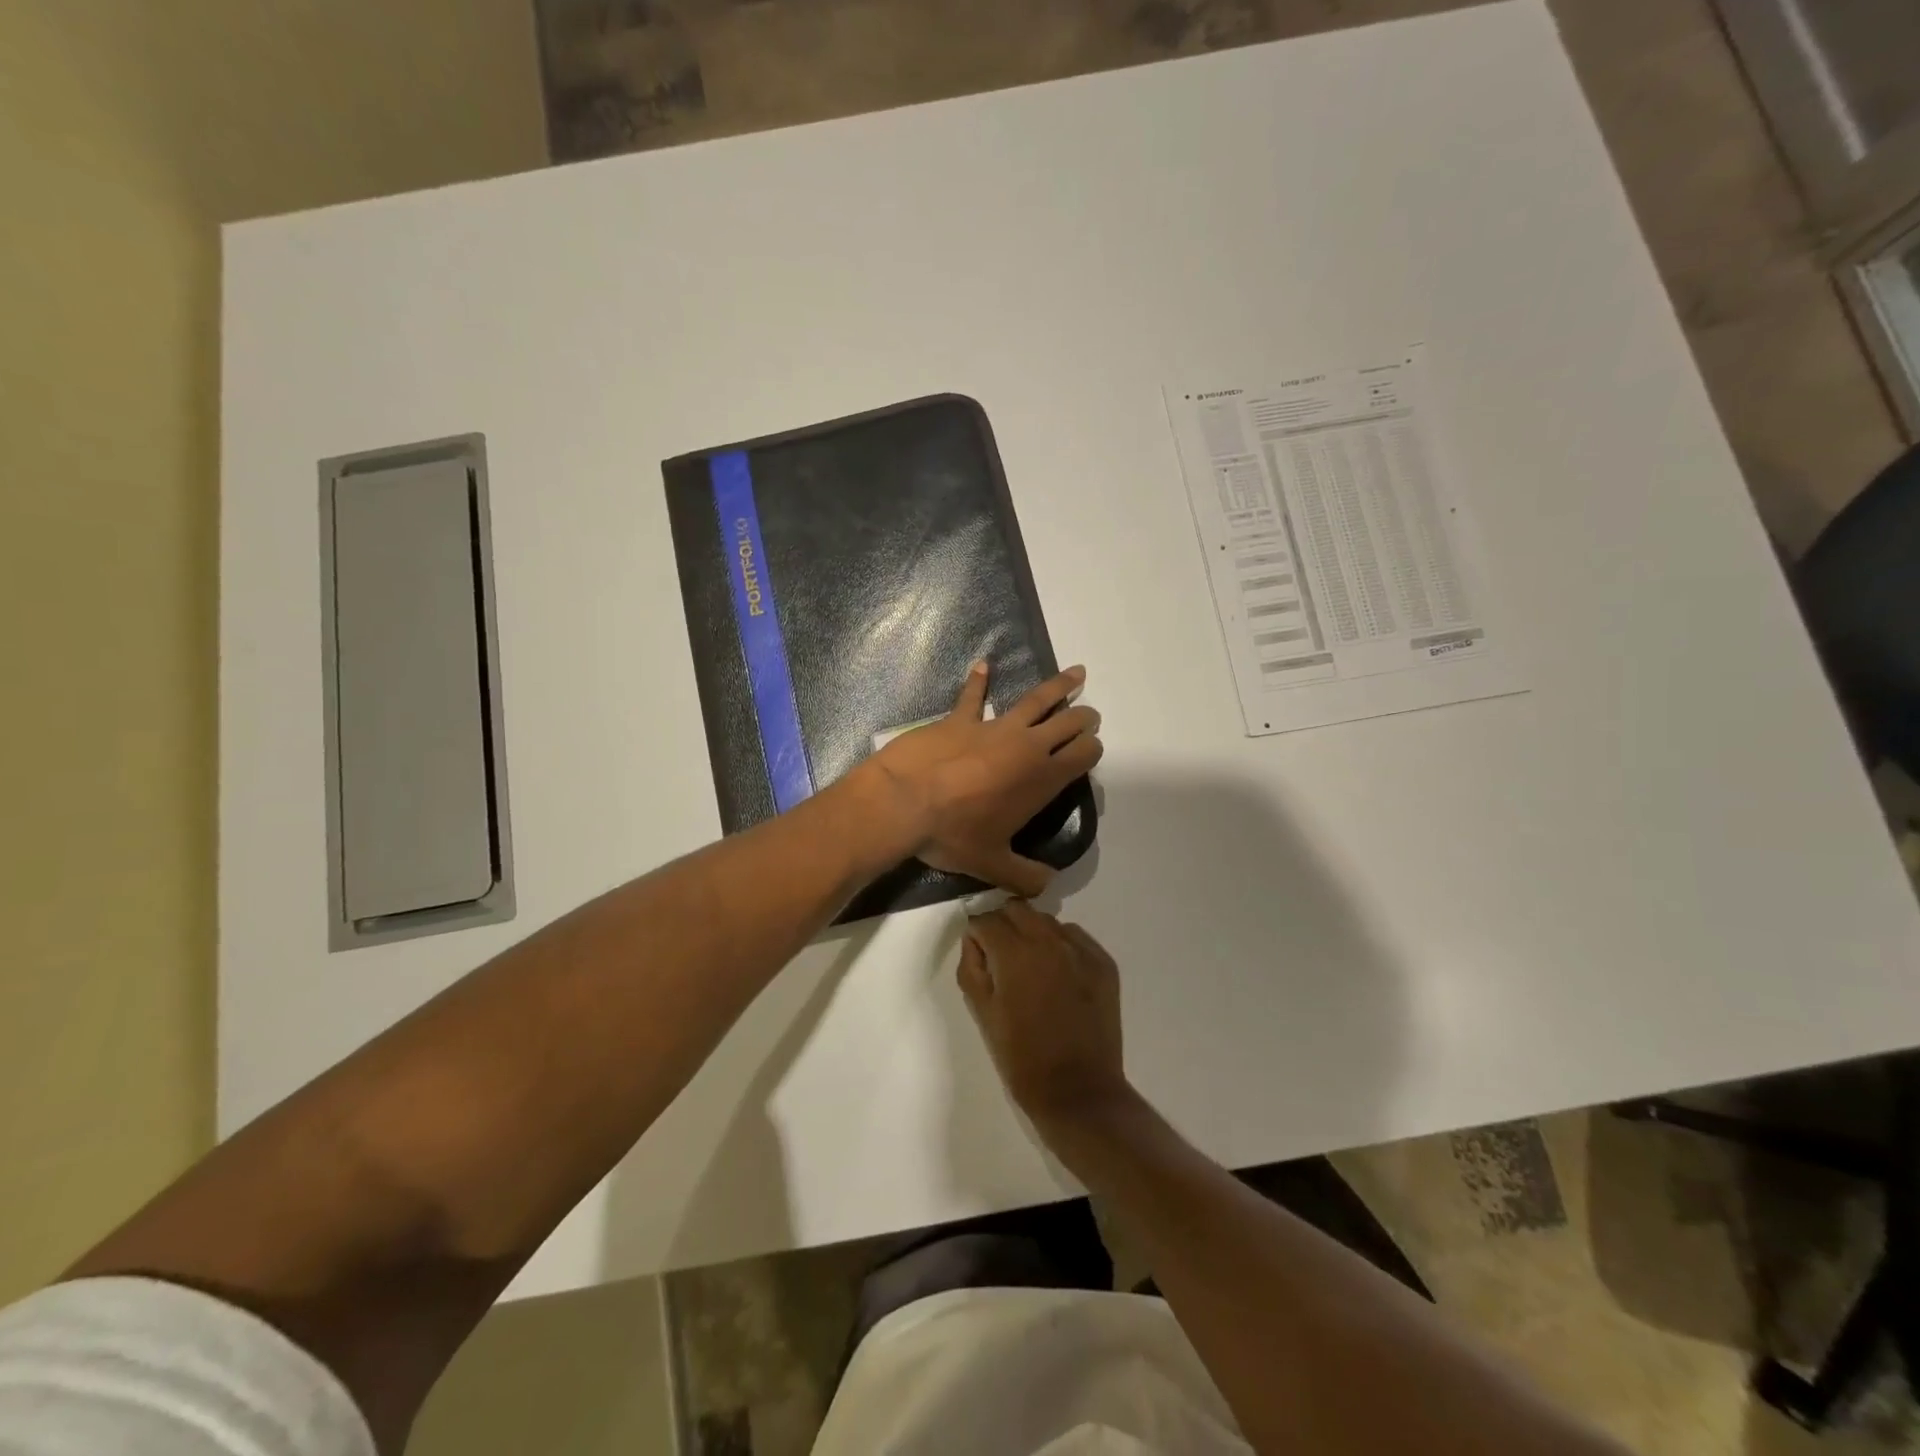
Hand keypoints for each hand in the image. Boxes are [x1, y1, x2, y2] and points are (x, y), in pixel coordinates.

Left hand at [862, 662, 1102, 895]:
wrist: (905, 802)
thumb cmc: (953, 834)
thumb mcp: (992, 865)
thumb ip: (1024, 876)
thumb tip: (1046, 886)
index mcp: (1041, 779)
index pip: (1082, 755)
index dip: (1092, 750)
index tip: (1092, 750)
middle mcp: (1026, 746)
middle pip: (1067, 723)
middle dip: (1084, 718)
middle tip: (1090, 716)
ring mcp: (993, 727)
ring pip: (1035, 699)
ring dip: (1059, 686)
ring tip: (1077, 673)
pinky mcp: (960, 719)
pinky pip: (972, 695)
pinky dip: (978, 680)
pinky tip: (983, 664)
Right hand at [959, 902, 1129, 1128]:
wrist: (1078, 1091)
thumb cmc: (1021, 1057)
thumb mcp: (982, 1013)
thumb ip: (972, 967)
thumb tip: (975, 940)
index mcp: (1014, 953)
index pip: (986, 919)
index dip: (977, 933)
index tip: (978, 952)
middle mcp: (1049, 940)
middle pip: (1017, 909)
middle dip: (1003, 924)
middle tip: (1000, 955)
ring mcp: (1081, 949)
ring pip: (1047, 921)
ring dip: (1032, 933)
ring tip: (1031, 967)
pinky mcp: (1104, 962)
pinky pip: (1075, 937)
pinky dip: (1061, 945)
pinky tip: (1058, 975)